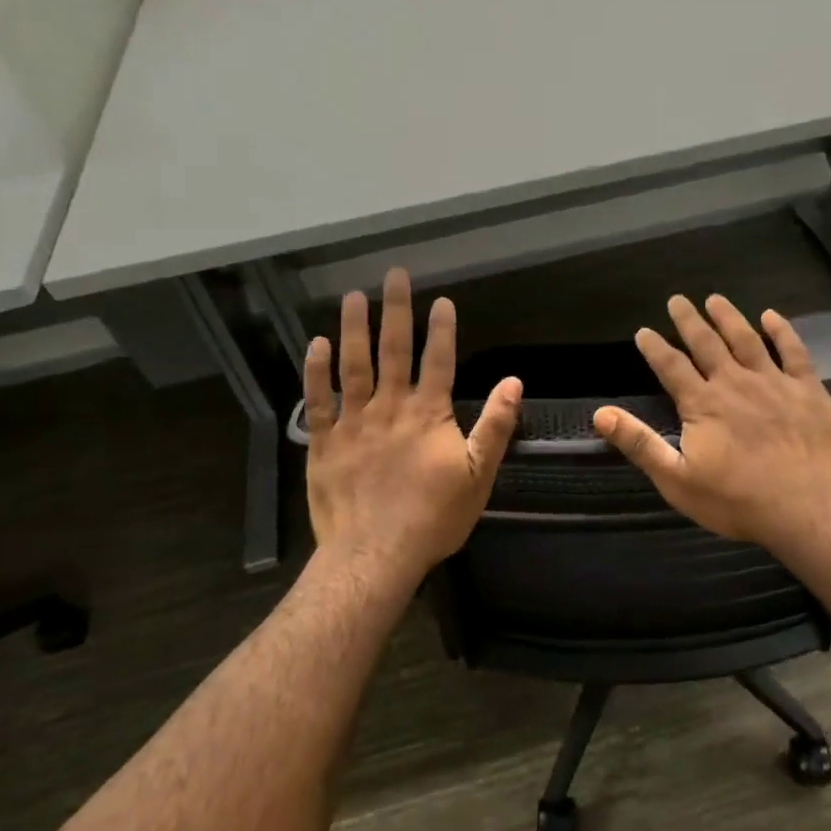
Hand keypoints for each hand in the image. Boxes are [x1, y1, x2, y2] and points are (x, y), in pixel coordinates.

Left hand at [302, 269, 521, 586]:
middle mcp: (389, 407)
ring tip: (353, 296)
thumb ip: (496, 426)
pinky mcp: (324, 442)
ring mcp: (353, 422)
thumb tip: (515, 382)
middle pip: (393, 350)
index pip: (438, 360)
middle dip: (395, 311)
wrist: (374, 555)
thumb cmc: (433, 517)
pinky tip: (315, 344)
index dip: (441, 328)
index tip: (441, 299)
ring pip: (353, 365)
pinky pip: (318, 399)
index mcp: (428, 414)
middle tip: (393, 276)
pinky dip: (316, 371)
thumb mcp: (479, 475)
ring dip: (353, 328)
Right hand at [594, 295, 830, 552]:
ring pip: (747, 339)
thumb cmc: (737, 501)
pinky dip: (782, 331)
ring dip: (729, 317)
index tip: (643, 331)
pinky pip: (794, 352)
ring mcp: (775, 383)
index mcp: (703, 404)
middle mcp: (735, 383)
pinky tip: (772, 316)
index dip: (655, 347)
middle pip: (707, 343)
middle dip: (689, 320)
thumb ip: (640, 444)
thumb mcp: (677, 480)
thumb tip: (600, 414)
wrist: (807, 511)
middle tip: (677, 300)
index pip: (671, 366)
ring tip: (715, 299)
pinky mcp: (808, 390)